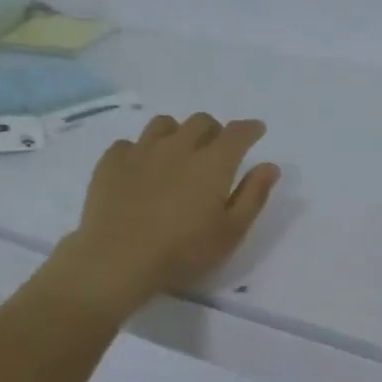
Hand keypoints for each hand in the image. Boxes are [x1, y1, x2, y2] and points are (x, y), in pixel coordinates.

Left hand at [50, 112, 279, 315]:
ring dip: (177, 133)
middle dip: (214, 130)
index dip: (250, 129)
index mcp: (213, 163)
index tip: (256, 130)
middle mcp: (178, 146)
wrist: (117, 259)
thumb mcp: (230, 232)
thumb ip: (253, 196)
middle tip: (216, 149)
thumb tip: (269, 166)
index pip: (238, 133)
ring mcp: (141, 151)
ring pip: (164, 125)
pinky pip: (129, 144)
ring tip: (177, 152)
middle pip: (200, 122)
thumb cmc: (182, 252)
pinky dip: (140, 151)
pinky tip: (140, 169)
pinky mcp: (111, 162)